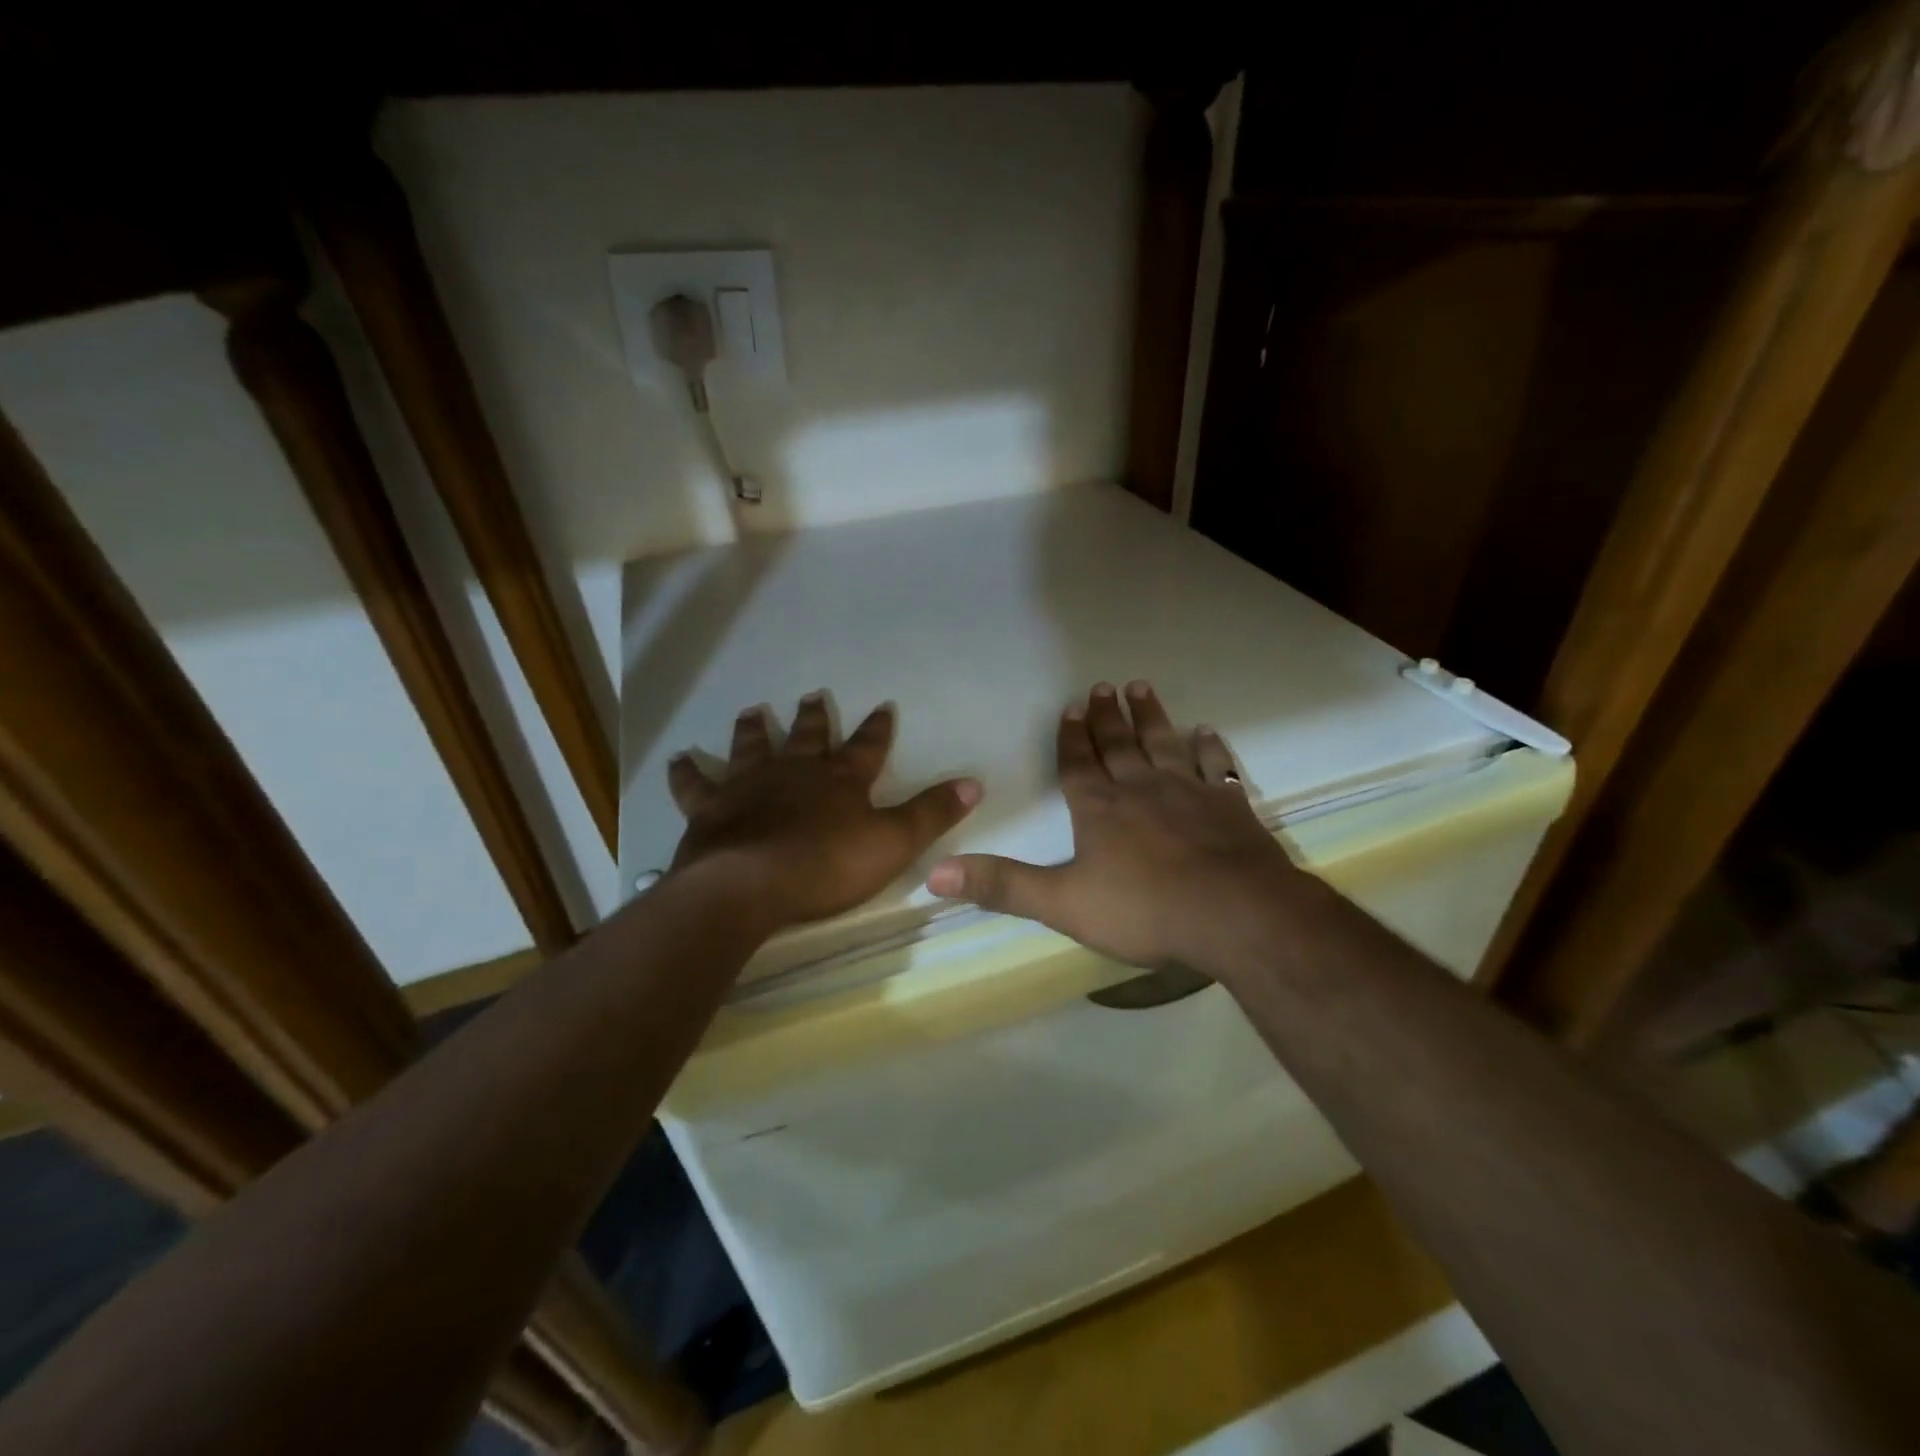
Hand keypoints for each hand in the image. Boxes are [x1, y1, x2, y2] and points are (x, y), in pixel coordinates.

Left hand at [669, 693, 979, 932]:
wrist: (749, 886)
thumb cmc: (826, 865)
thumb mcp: (893, 842)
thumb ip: (931, 813)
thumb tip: (974, 782)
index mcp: (840, 780)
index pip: (867, 746)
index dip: (877, 728)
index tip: (883, 706)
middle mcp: (794, 772)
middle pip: (807, 737)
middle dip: (814, 717)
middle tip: (813, 694)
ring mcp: (749, 786)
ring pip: (752, 748)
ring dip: (754, 730)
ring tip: (752, 710)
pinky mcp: (710, 810)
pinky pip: (695, 785)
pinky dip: (687, 772)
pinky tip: (679, 759)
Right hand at [925, 681, 1300, 975]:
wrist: (1234, 914)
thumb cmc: (1143, 909)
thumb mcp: (1062, 902)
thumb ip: (1002, 886)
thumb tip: (934, 874)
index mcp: (1099, 809)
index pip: (1078, 765)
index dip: (1071, 737)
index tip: (1071, 707)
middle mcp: (1140, 789)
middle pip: (1119, 745)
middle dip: (1107, 717)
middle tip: (1103, 686)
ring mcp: (1188, 792)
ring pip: (1163, 743)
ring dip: (1150, 717)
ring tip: (1141, 688)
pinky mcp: (1228, 805)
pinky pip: (1215, 766)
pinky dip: (1209, 747)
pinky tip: (1205, 731)